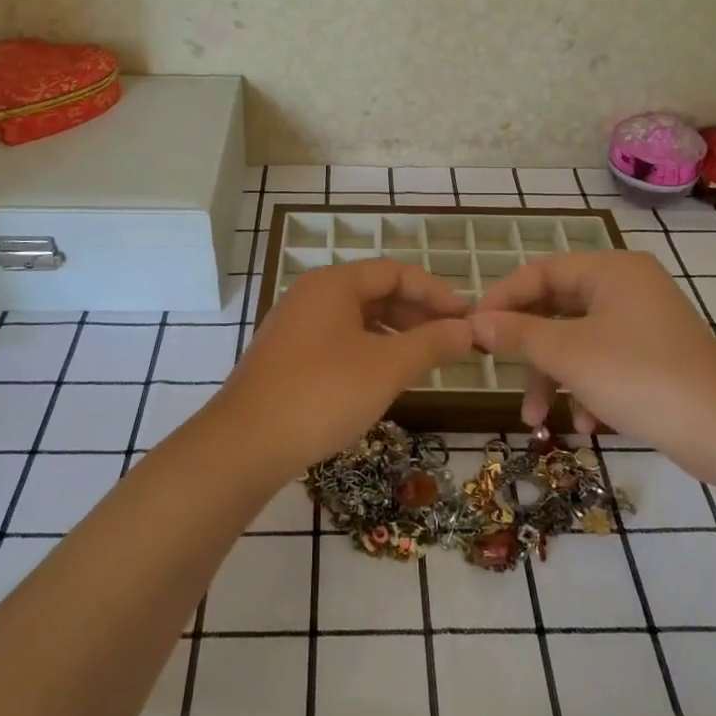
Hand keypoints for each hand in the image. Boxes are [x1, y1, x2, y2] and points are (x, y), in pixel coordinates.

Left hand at [217, 259, 475, 470]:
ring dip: (395, 334)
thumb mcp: (387, 367)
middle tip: (452, 340)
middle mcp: (311, 295)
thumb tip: (469, 329)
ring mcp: (295, 326)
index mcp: (333, 284)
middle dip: (417, 314)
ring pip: (357, 319)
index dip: (435, 292)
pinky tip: (385, 378)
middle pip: (375, 292)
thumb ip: (432, 343)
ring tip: (426, 360)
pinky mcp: (287, 356)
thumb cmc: (323, 394)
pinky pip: (339, 340)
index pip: (395, 272)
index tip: (467, 316)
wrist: (245, 444)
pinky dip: (370, 351)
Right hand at [470, 250, 715, 471]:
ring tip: (538, 420)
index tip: (473, 329)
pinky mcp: (655, 354)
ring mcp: (644, 321)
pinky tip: (587, 425)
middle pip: (557, 308)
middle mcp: (627, 286)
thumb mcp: (569, 354)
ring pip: (578, 340)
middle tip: (498, 374)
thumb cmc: (640, 377)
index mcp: (610, 269)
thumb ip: (518, 334)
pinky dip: (588, 388)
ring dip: (554, 378)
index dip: (502, 299)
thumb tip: (475, 323)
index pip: (539, 272)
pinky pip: (605, 360)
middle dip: (529, 351)